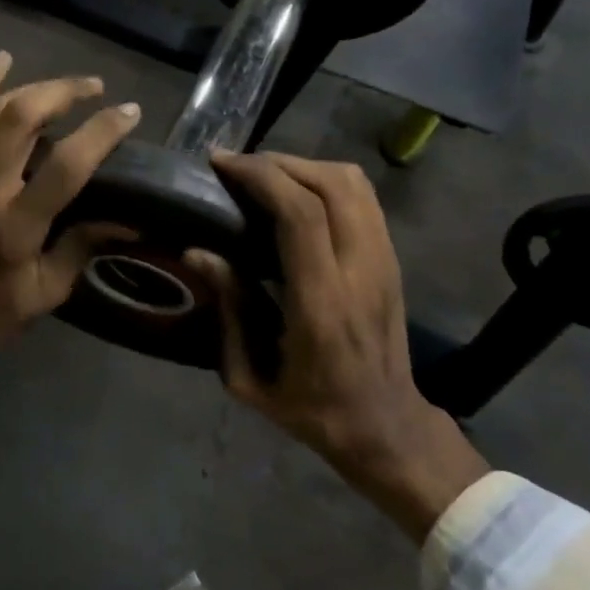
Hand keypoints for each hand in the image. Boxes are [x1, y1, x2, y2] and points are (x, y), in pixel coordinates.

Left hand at [0, 51, 140, 367]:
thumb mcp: (47, 292)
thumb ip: (83, 246)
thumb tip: (130, 218)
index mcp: (14, 228)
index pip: (64, 165)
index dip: (100, 132)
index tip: (128, 112)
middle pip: (21, 118)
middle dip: (63, 92)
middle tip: (96, 89)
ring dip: (33, 87)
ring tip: (67, 86)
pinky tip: (2, 61)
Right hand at [190, 152, 488, 540]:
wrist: (386, 426)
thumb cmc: (311, 408)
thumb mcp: (250, 378)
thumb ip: (228, 309)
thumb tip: (198, 251)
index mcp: (323, 303)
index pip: (301, 214)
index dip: (260, 176)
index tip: (221, 164)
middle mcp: (360, 271)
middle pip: (331, 183)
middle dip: (278, 162)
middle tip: (236, 167)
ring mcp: (383, 261)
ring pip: (353, 182)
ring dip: (304, 166)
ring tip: (263, 176)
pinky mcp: (391, 258)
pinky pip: (363, 197)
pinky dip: (325, 179)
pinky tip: (295, 193)